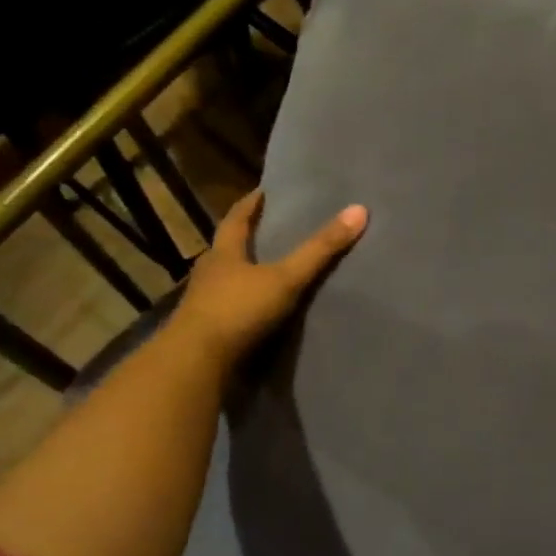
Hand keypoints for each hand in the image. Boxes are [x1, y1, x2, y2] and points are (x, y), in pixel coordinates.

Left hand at [173, 190, 367, 365]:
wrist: (196, 364)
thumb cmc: (238, 310)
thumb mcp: (286, 278)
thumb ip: (320, 249)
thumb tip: (359, 210)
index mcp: (223, 253)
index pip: (236, 219)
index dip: (250, 205)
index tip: (263, 192)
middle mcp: (209, 273)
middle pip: (229, 249)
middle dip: (248, 239)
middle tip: (272, 229)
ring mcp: (204, 304)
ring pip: (228, 280)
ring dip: (246, 274)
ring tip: (272, 271)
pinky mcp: (208, 331)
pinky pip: (230, 309)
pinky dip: (246, 304)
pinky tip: (261, 310)